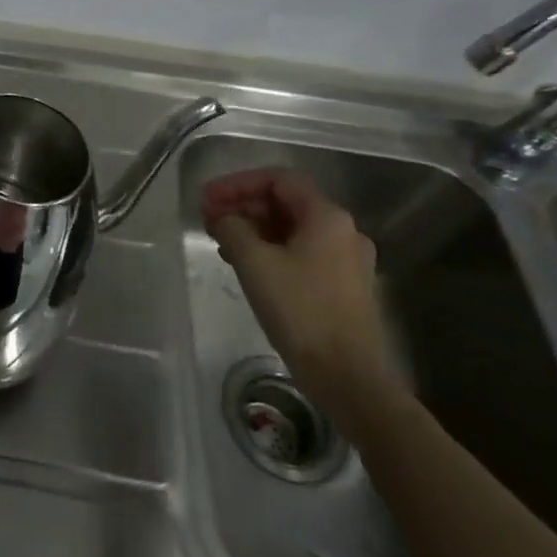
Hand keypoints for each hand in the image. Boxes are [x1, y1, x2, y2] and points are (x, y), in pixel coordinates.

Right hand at [201, 168, 397, 420]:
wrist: (348, 377)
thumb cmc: (301, 310)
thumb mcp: (255, 262)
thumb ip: (232, 228)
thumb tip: (223, 217)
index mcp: (327, 217)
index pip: (278, 179)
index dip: (238, 183)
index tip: (207, 199)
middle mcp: (343, 231)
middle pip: (286, 202)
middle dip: (244, 206)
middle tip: (209, 220)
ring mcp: (346, 260)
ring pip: (292, 229)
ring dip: (254, 229)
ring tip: (221, 243)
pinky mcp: (343, 286)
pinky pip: (301, 252)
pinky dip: (270, 250)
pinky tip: (246, 266)